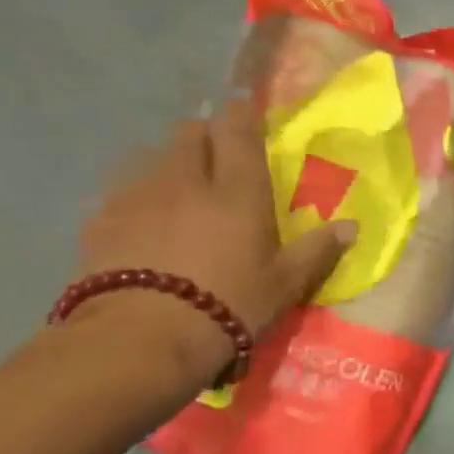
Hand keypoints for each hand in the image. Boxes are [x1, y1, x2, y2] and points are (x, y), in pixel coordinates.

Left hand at [71, 99, 353, 381]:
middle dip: (205, 137)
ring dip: (171, 166)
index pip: (238, 128)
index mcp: (238, 189)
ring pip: (154, 158)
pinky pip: (124, 191)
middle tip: (218, 162)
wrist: (140, 339)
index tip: (249, 115)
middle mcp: (186, 178)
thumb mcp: (284, 285)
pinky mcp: (101, 219)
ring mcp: (138, 195)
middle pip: (190, 133)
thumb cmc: (228, 305)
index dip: (243, 114)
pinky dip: (140, 199)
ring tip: (179, 197)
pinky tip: (144, 227)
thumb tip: (351, 226)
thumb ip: (317, 250)